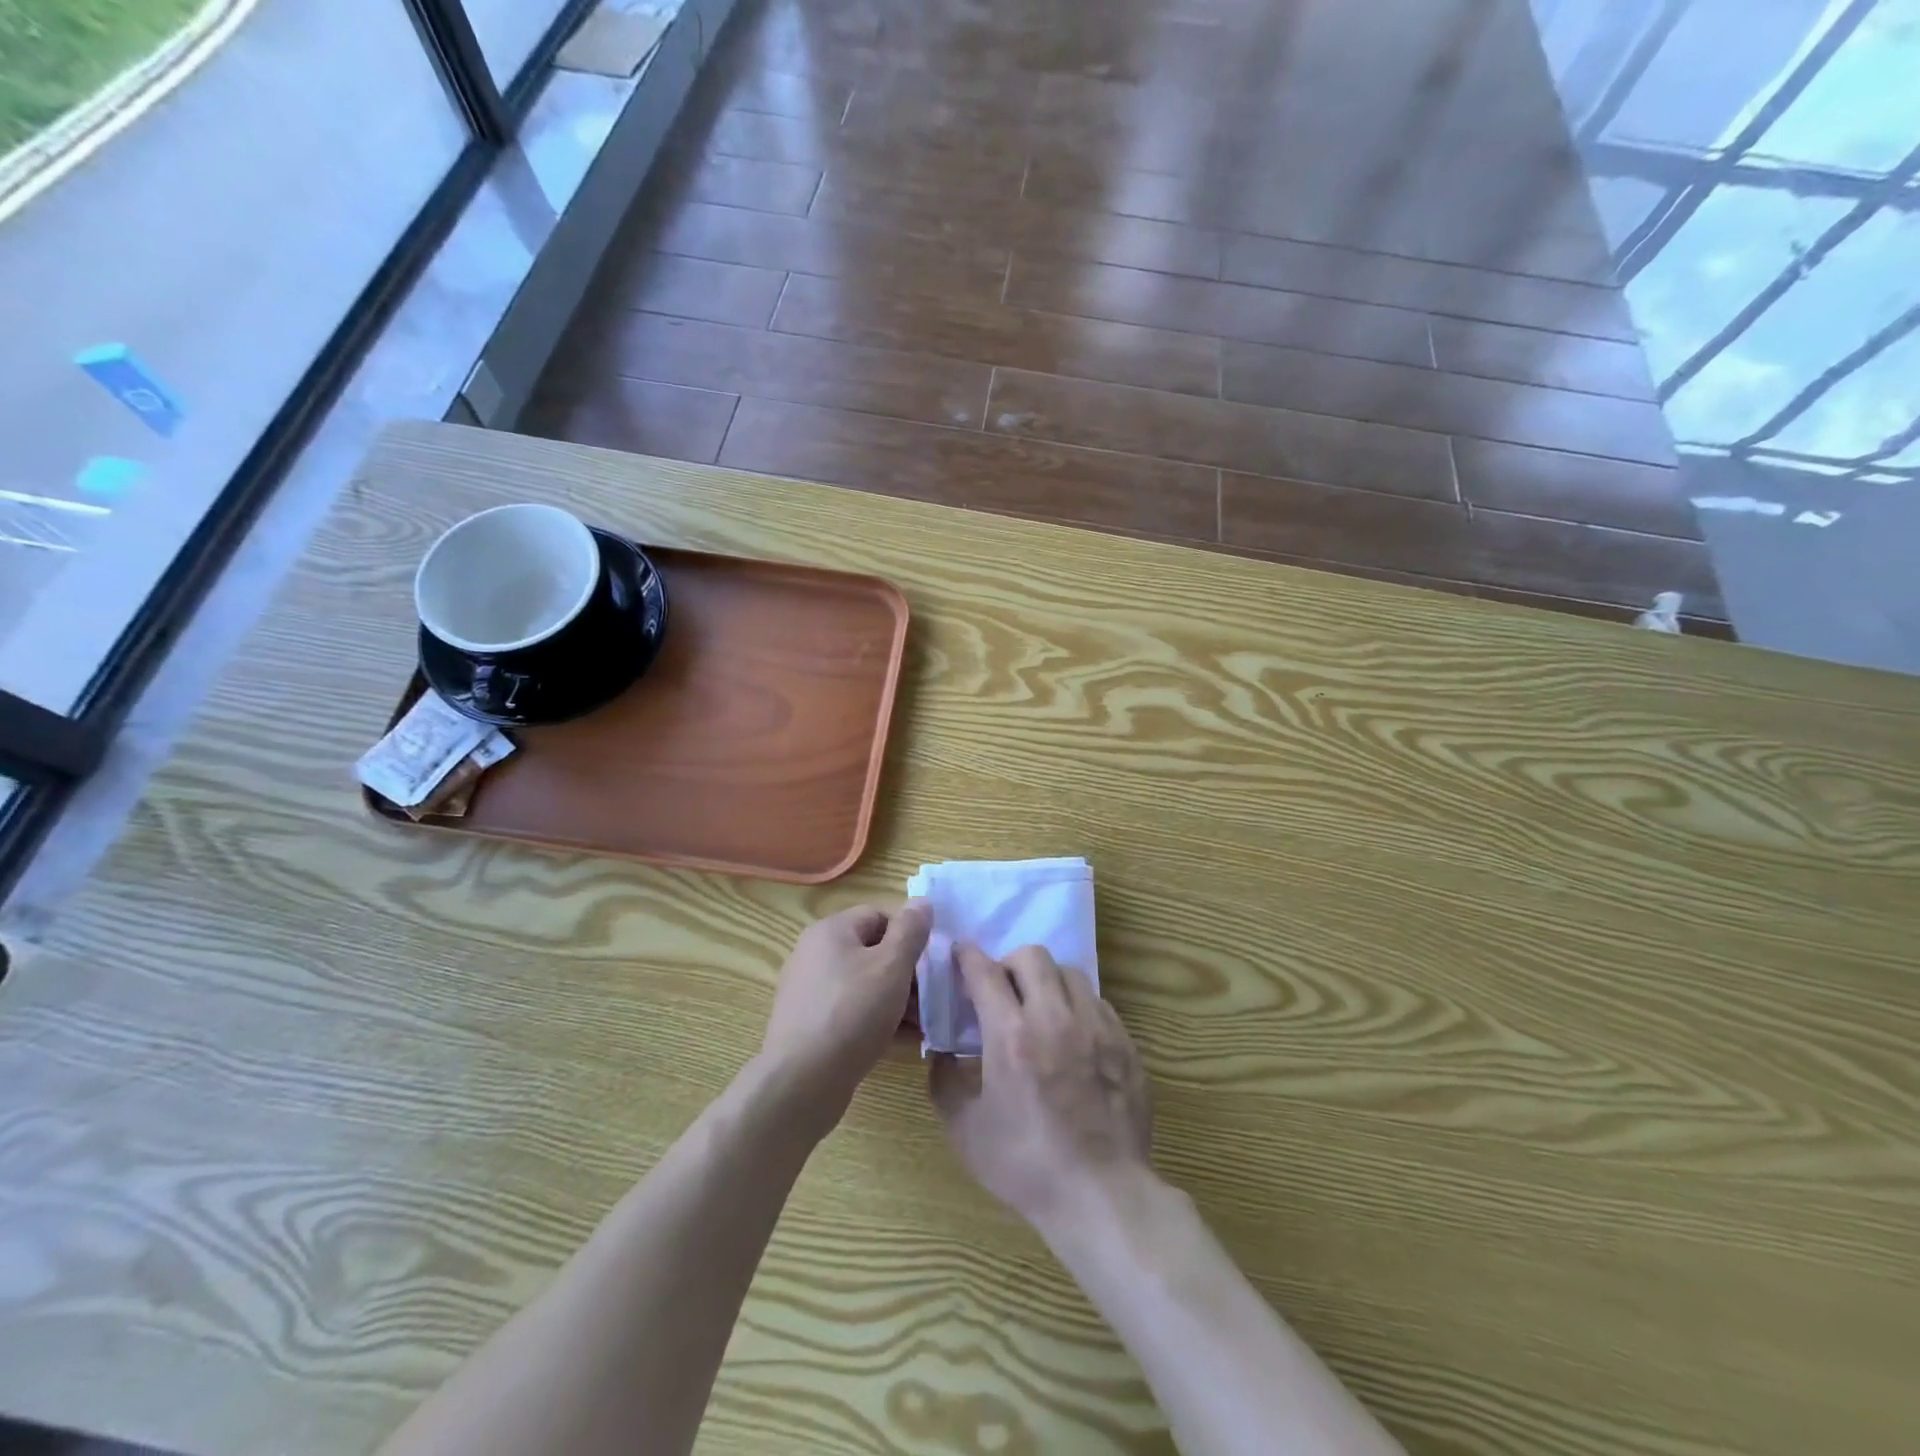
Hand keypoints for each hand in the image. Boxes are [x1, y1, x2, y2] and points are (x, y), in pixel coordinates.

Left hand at [760, 901, 931, 1126]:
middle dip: (904, 973)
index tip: (929, 964)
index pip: (879, 916)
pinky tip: (898, 1041)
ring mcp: (808, 990)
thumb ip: (911, 931)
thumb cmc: (853, 1013)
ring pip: (863, 984)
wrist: (802, 1081)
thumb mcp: (892, 966)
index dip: (908, 936)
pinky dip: (874, 1019)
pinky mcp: (808, 1023)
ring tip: (919, 1024)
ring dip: (894, 999)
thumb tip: (922, 901)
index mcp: (830, 931)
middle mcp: (813, 953)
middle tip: (929, 999)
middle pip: (871, 951)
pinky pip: (849, 1010)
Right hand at [928, 944, 1152, 1237]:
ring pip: (1069, 972)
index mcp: (1011, 1036)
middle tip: (1002, 988)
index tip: (961, 955)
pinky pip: (1098, 1001)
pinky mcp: (1124, 1042)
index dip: (968, 956)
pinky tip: (1072, 1035)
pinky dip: (1077, 1006)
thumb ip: (944, 1082)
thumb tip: (942, 1052)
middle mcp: (1054, 1018)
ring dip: (1047, 981)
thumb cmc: (1027, 1166)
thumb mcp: (965, 1131)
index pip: (985, 972)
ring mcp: (1096, 1027)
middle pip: (1032, 956)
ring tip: (1040, 1008)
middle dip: (1009, 963)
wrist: (1102, 1195)